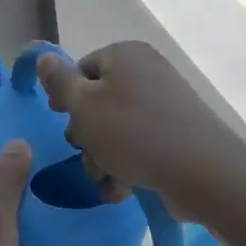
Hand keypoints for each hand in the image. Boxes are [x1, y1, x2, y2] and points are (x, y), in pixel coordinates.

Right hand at [35, 43, 243, 222]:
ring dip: (103, 159)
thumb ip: (59, 82)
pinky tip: (124, 190)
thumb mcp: (84, 107)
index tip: (64, 122)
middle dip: (87, 137)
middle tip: (91, 155)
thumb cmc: (133, 133)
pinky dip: (127, 167)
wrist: (201, 172)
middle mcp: (146, 73)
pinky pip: (139, 146)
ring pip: (115, 131)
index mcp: (124, 55)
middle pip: (97, 103)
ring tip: (109, 180)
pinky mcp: (176, 134)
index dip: (66, 98)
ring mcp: (165, 104)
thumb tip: (44, 57)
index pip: (81, 70)